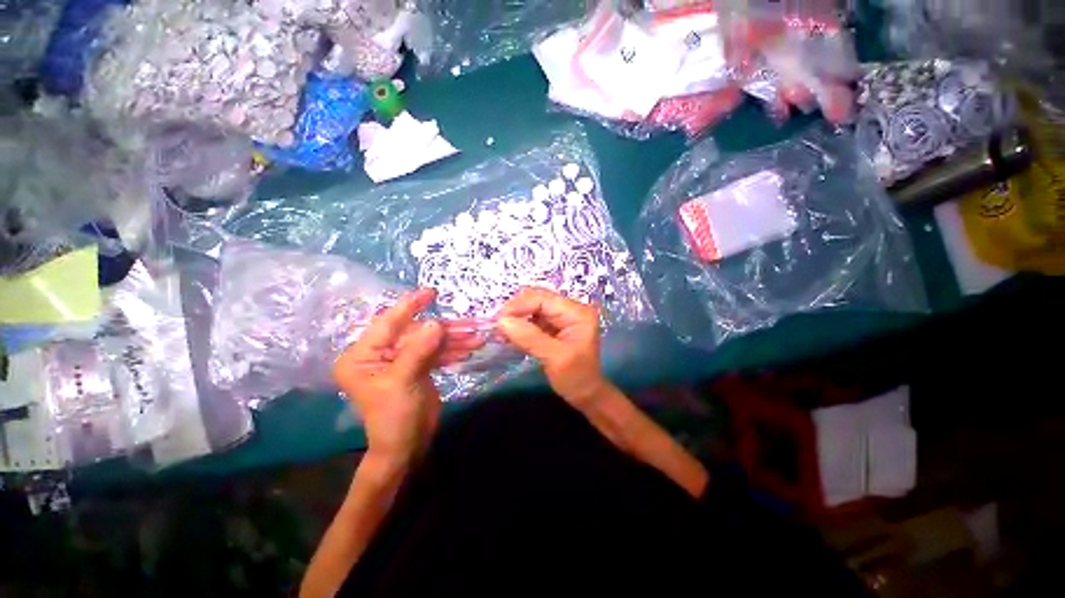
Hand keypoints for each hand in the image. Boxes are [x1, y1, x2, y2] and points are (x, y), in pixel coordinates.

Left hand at [333, 289, 483, 464]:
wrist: (406, 447)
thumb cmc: (394, 417)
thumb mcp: (404, 381)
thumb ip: (419, 350)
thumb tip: (436, 323)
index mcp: (363, 355)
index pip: (387, 324)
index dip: (409, 306)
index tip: (431, 292)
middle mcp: (379, 354)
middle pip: (415, 333)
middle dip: (444, 331)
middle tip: (470, 326)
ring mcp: (400, 360)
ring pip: (429, 342)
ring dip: (453, 340)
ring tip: (476, 339)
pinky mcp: (416, 367)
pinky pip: (435, 353)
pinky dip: (451, 351)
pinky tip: (468, 349)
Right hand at [497, 288, 609, 410]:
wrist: (585, 394)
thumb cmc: (576, 378)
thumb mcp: (554, 358)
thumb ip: (529, 337)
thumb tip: (502, 321)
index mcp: (578, 313)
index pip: (544, 299)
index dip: (519, 305)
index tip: (498, 319)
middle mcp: (571, 309)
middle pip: (538, 299)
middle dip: (517, 309)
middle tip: (497, 324)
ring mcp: (563, 316)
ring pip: (533, 307)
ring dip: (517, 316)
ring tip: (501, 330)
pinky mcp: (555, 325)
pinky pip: (534, 318)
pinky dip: (521, 324)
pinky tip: (509, 333)